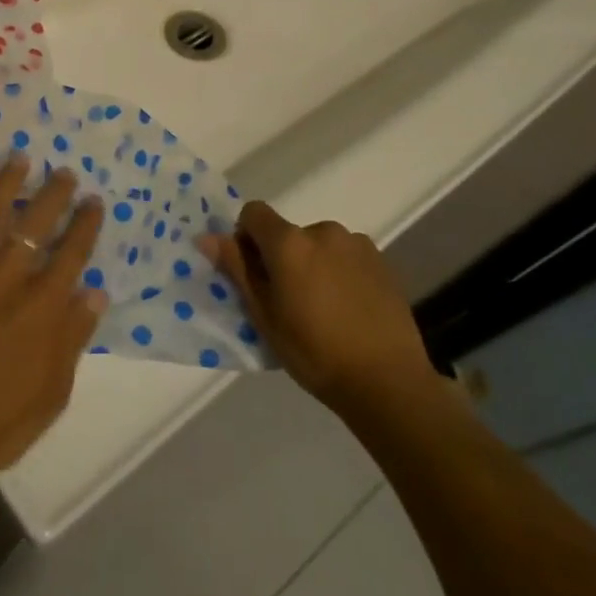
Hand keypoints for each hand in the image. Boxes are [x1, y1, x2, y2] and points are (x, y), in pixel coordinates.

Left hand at [0, 156, 106, 513]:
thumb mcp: (51, 393)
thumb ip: (73, 337)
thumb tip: (94, 292)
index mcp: (42, 305)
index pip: (72, 252)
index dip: (85, 224)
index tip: (93, 202)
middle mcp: (7, 276)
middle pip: (36, 223)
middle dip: (54, 194)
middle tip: (64, 173)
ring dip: (6, 184)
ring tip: (18, 159)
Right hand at [199, 201, 443, 425]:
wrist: (388, 383)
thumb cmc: (314, 352)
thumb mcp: (264, 316)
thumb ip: (237, 269)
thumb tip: (206, 237)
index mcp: (289, 242)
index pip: (253, 213)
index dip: (246, 237)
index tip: (253, 273)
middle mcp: (322, 231)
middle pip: (288, 232)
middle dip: (281, 257)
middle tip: (288, 301)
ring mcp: (357, 244)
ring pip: (318, 245)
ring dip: (312, 264)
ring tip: (324, 309)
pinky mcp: (382, 262)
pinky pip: (346, 257)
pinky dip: (339, 273)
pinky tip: (349, 310)